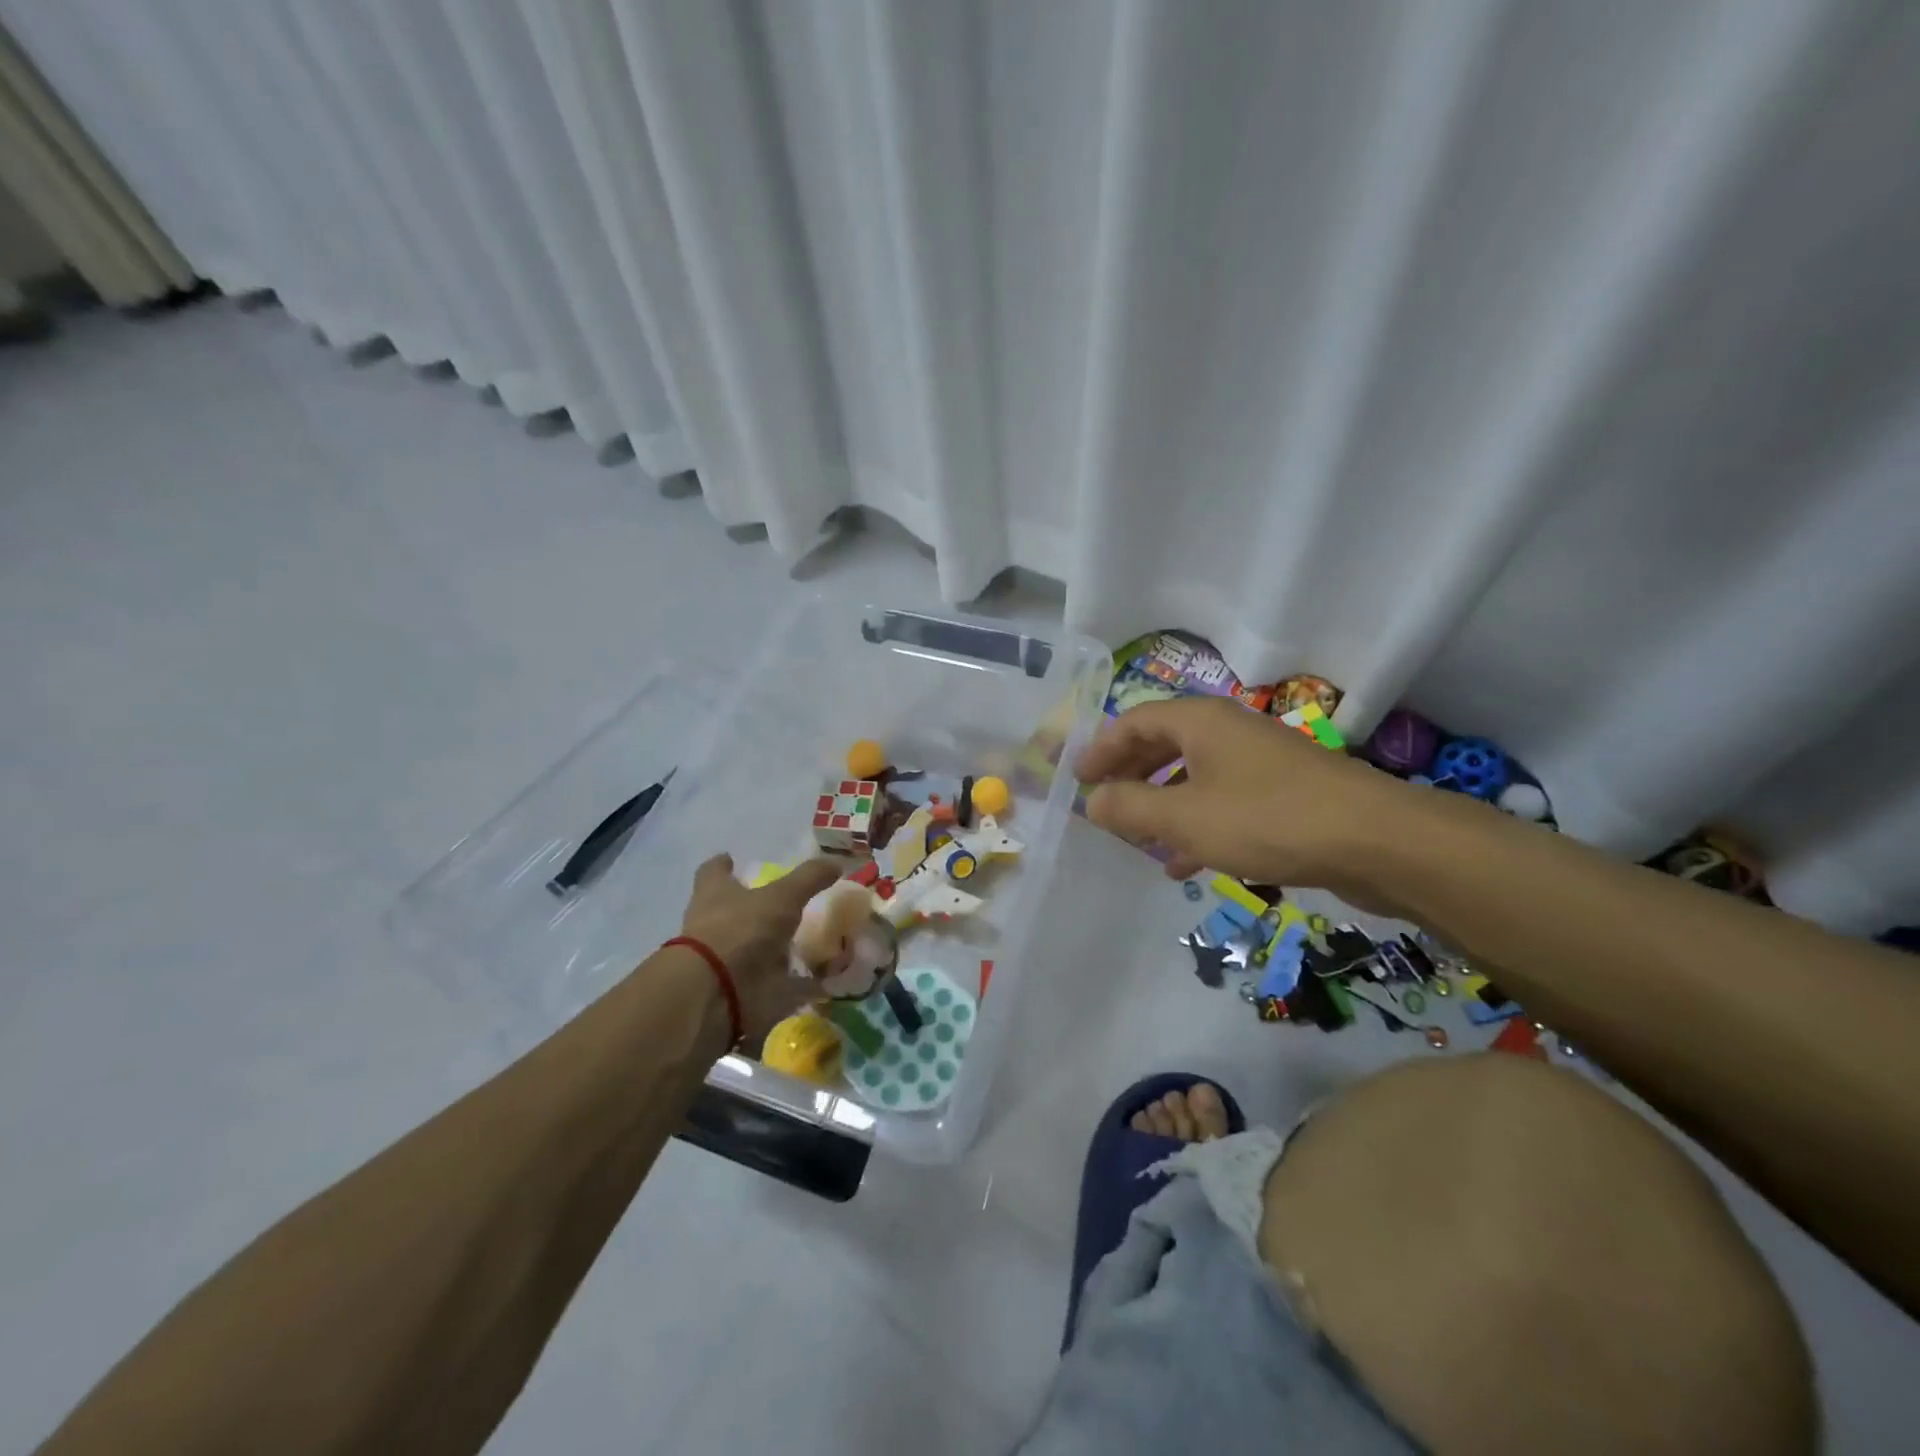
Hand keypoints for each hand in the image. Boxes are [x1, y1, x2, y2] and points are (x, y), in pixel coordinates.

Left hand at [678, 854, 842, 1041]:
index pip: (714, 872)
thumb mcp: (782, 896)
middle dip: (756, 909)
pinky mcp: (741, 990)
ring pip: (754, 949)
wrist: (717, 994)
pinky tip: (824, 981)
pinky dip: (798, 985)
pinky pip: (777, 985)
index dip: (723, 866)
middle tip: (786, 903)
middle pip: (733, 912)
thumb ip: (809, 878)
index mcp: (715, 894)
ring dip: (778, 949)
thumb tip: (836, 862)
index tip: (731, 859)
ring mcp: (727, 960)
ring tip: (813, 942)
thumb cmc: (741, 930)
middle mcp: (715, 925)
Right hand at [1074, 697, 1421, 905]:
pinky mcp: (1282, 794)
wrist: (1375, 841)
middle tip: (1101, 805)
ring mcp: (1259, 762)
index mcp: (1200, 722)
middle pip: (1163, 745)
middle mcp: (1228, 732)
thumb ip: (1130, 807)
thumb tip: (1092, 801)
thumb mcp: (1184, 817)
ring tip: (1136, 839)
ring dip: (1160, 805)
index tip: (1075, 779)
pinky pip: (1223, 802)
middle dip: (1129, 776)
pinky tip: (1184, 864)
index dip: (1100, 749)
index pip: (1134, 722)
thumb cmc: (1267, 819)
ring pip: (1193, 777)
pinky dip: (1196, 825)